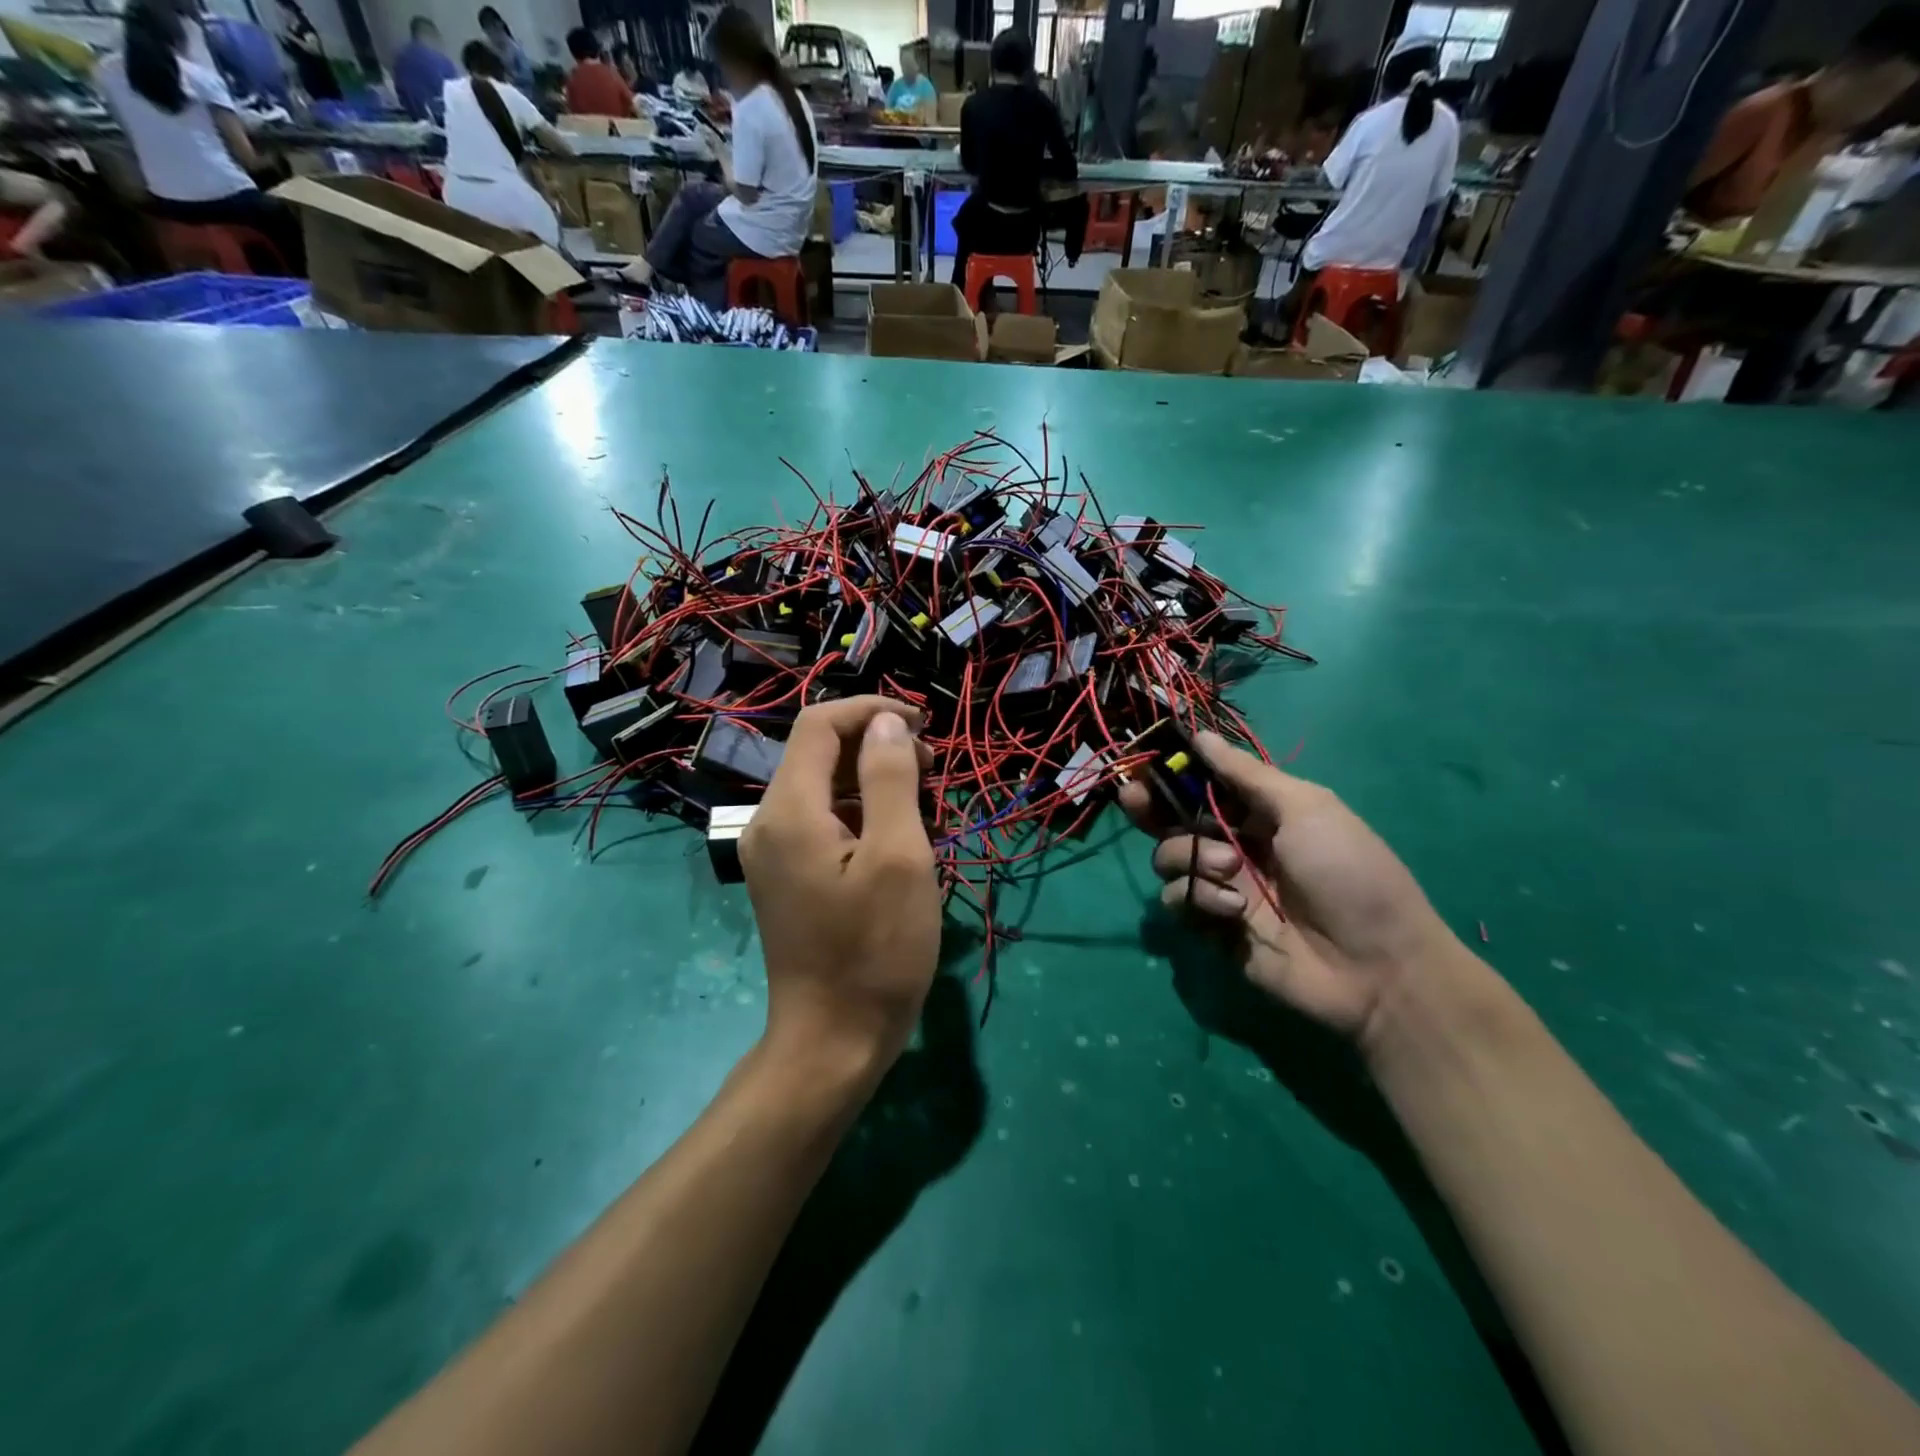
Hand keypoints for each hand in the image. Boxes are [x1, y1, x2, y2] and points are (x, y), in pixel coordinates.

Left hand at [741, 697, 939, 1076]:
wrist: (832, 1041)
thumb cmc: (875, 950)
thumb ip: (890, 779)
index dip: (871, 712)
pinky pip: (823, 822)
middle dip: (877, 748)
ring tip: (925, 809)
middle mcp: (769, 822)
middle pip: (819, 754)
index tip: (923, 726)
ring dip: (874, 782)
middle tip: (932, 771)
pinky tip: (899, 841)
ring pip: (824, 788)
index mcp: (789, 811)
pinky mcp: (787, 876)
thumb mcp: (898, 857)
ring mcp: (773, 853)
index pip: (819, 725)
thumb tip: (885, 725)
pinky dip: (862, 814)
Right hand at [1119, 731, 1459, 1043]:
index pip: (1203, 785)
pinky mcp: (1211, 927)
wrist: (1374, 966)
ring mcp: (1222, 887)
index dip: (1174, 773)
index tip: (1147, 763)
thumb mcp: (1306, 809)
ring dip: (1192, 858)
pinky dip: (1197, 899)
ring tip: (1231, 872)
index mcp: (1260, 813)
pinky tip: (1232, 910)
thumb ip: (1247, 775)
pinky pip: (1177, 901)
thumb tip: (1201, 735)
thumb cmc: (1348, 872)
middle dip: (1151, 807)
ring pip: (1170, 858)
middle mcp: (1234, 845)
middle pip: (1173, 820)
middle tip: (1134, 798)